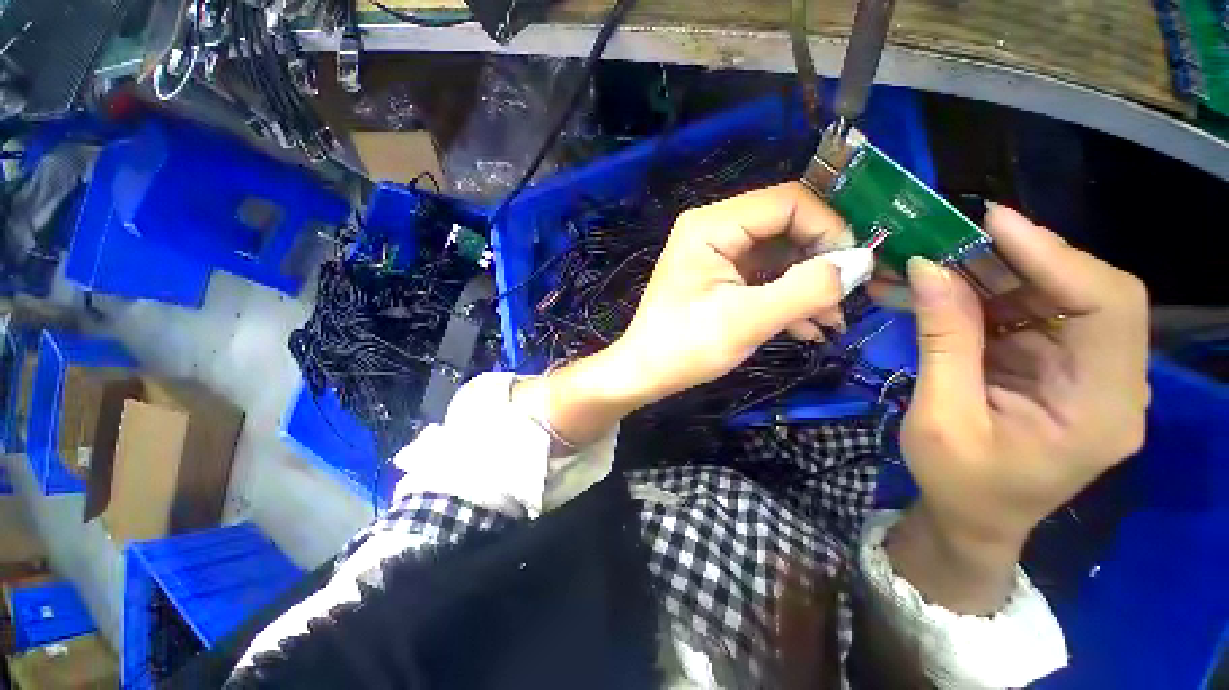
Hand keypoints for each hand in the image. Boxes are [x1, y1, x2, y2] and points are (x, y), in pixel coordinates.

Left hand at [610, 182, 873, 403]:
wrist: (645, 374)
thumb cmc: (685, 347)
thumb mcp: (747, 320)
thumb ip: (806, 289)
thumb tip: (861, 263)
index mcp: (712, 225)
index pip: (788, 202)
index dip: (829, 228)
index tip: (854, 269)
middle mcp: (714, 229)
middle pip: (786, 227)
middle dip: (820, 262)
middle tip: (845, 300)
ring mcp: (716, 254)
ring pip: (778, 255)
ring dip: (808, 286)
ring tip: (831, 322)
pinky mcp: (719, 277)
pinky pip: (763, 276)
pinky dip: (786, 298)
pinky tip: (807, 327)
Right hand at [879, 204, 1148, 610]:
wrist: (973, 519)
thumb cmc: (958, 483)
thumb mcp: (940, 417)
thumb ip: (942, 342)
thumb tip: (926, 269)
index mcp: (1101, 410)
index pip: (1107, 308)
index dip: (1056, 256)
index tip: (993, 223)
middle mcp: (1113, 384)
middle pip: (1088, 293)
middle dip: (1022, 259)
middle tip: (957, 239)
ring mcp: (1089, 374)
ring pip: (1058, 298)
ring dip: (999, 274)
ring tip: (941, 261)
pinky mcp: (1061, 368)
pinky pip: (1032, 316)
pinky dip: (989, 296)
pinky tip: (950, 290)